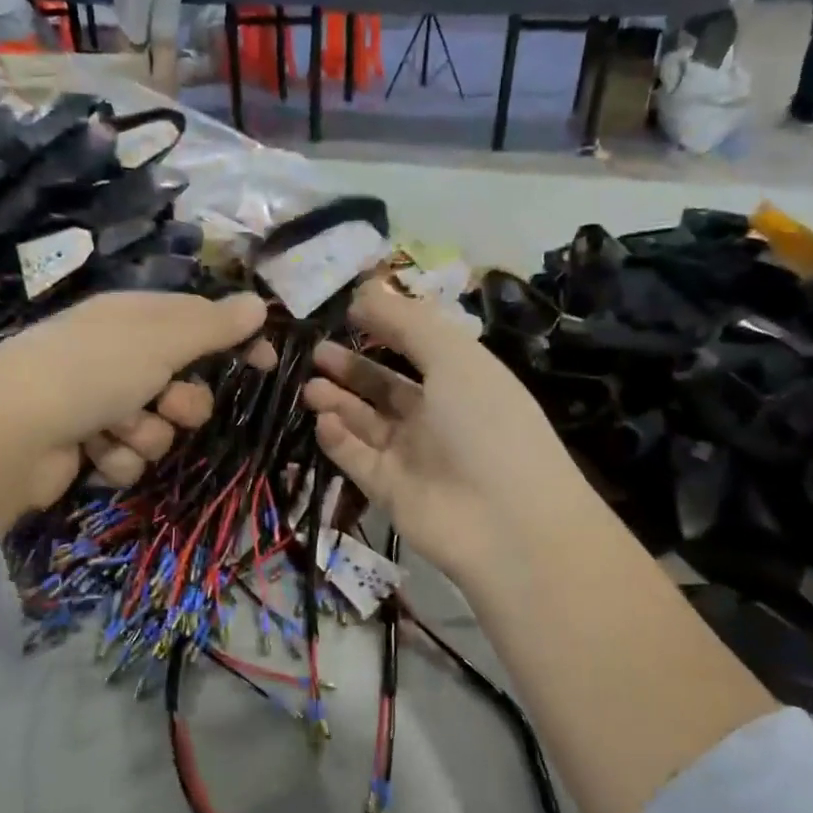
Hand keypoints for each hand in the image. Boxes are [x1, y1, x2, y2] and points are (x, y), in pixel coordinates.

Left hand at [0, 292, 266, 531]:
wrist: (8, 436)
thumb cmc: (90, 372)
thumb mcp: (160, 339)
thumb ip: (212, 325)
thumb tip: (258, 304)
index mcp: (131, 318)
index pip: (198, 321)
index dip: (233, 341)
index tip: (266, 364)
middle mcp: (116, 356)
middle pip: (183, 383)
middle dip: (183, 403)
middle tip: (169, 405)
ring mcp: (98, 403)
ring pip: (159, 428)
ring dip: (147, 435)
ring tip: (117, 431)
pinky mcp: (85, 447)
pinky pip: (130, 457)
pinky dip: (117, 459)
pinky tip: (94, 454)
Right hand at [302, 281, 599, 593]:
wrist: (506, 521)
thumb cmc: (485, 422)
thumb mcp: (453, 356)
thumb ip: (405, 322)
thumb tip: (364, 292)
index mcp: (461, 380)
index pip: (417, 348)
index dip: (384, 329)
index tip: (344, 313)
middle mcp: (436, 416)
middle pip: (385, 387)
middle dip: (350, 368)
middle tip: (314, 352)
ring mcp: (412, 456)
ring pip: (365, 423)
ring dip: (337, 402)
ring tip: (307, 385)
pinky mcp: (390, 490)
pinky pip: (357, 458)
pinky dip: (338, 440)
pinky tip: (322, 421)